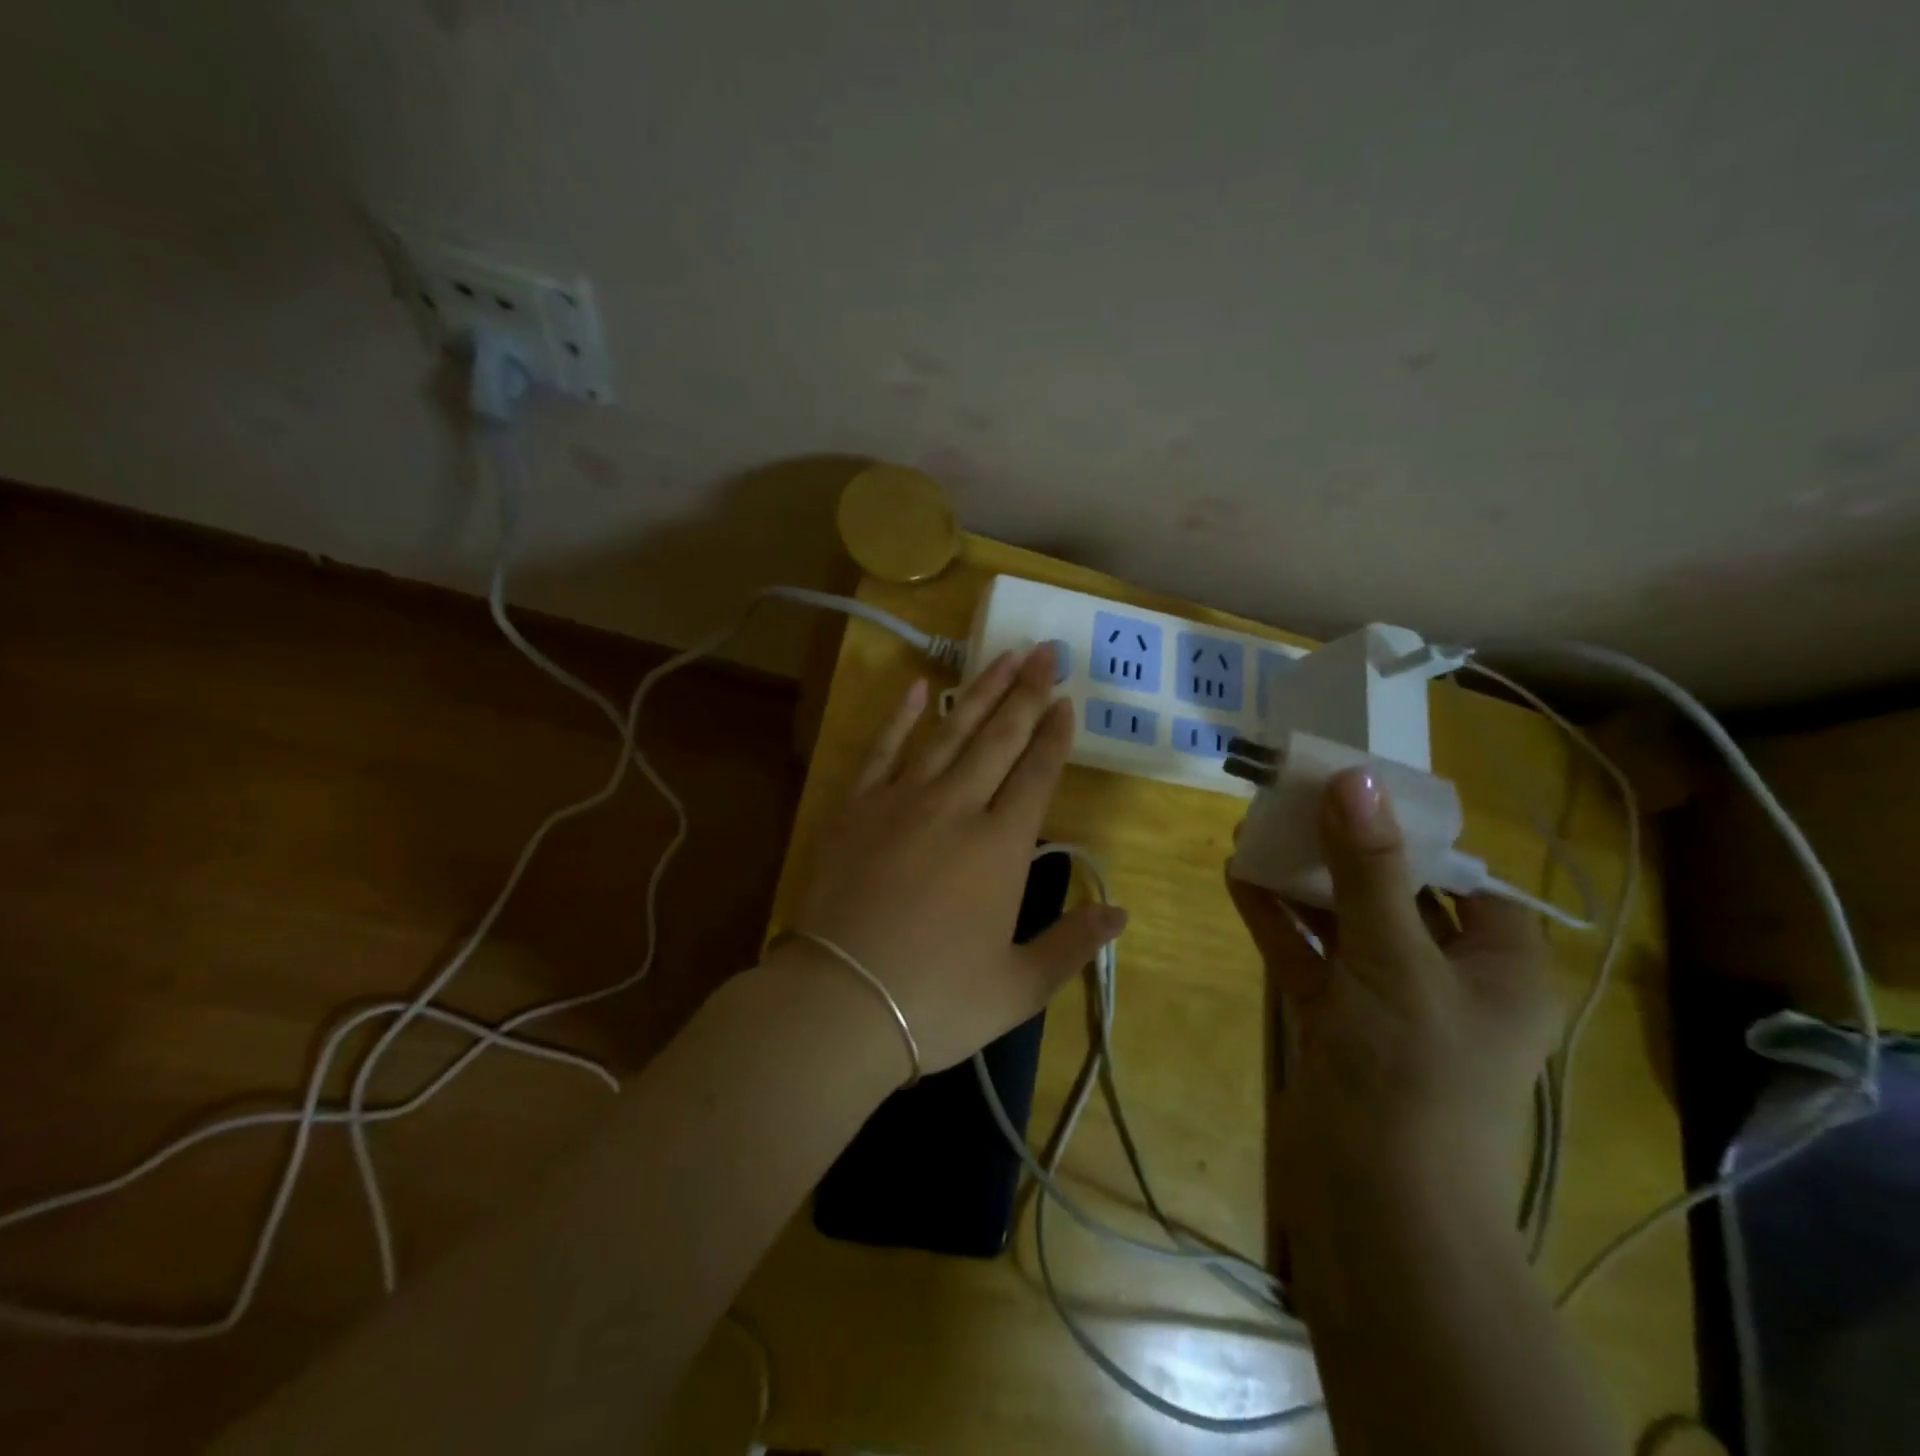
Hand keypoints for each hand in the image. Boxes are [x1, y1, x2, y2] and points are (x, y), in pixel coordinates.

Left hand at [788, 643, 1126, 1077]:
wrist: (841, 1002)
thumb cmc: (936, 1001)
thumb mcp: (1018, 986)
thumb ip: (1071, 945)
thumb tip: (1119, 913)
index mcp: (1001, 847)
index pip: (1037, 775)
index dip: (1055, 735)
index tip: (1067, 700)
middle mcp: (957, 808)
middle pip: (1000, 739)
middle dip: (1027, 693)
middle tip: (1045, 652)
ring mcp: (903, 801)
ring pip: (951, 733)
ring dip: (980, 692)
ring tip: (1003, 656)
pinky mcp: (858, 807)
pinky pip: (884, 748)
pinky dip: (902, 716)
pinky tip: (921, 688)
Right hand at [1228, 769, 1555, 1234]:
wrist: (1377, 1207)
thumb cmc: (1412, 1074)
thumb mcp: (1393, 958)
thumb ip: (1369, 868)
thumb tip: (1355, 778)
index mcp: (1497, 966)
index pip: (1465, 878)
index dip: (1415, 833)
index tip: (1359, 792)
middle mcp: (1447, 979)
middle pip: (1394, 894)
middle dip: (1342, 849)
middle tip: (1293, 800)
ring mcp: (1386, 1002)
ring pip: (1342, 924)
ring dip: (1301, 881)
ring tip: (1255, 830)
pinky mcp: (1335, 1023)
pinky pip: (1306, 957)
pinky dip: (1276, 920)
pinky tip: (1239, 878)